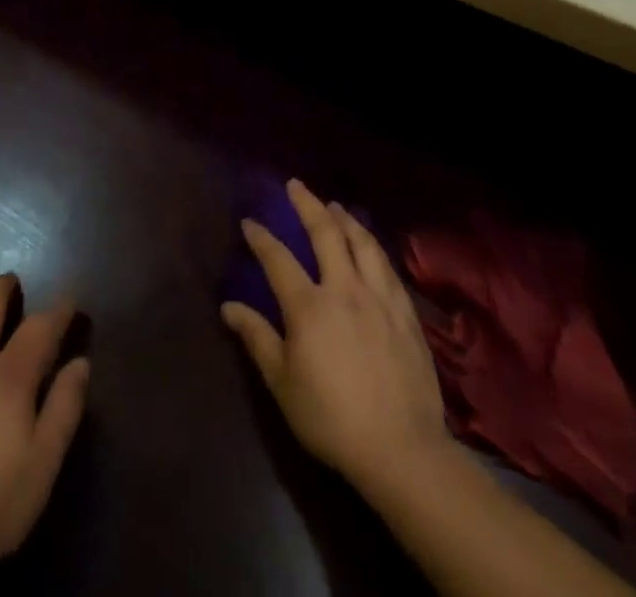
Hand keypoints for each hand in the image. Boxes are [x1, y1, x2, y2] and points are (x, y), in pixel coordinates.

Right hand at [221, 179, 450, 501]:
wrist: (402, 450)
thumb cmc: (332, 418)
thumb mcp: (283, 383)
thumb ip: (257, 338)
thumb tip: (229, 307)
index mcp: (309, 305)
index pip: (278, 258)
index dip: (261, 237)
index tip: (250, 222)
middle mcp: (344, 289)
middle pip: (326, 233)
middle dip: (308, 205)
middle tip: (296, 186)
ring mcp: (379, 299)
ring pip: (363, 243)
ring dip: (346, 219)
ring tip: (335, 206)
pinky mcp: (406, 314)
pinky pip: (388, 268)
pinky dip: (374, 248)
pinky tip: (371, 247)